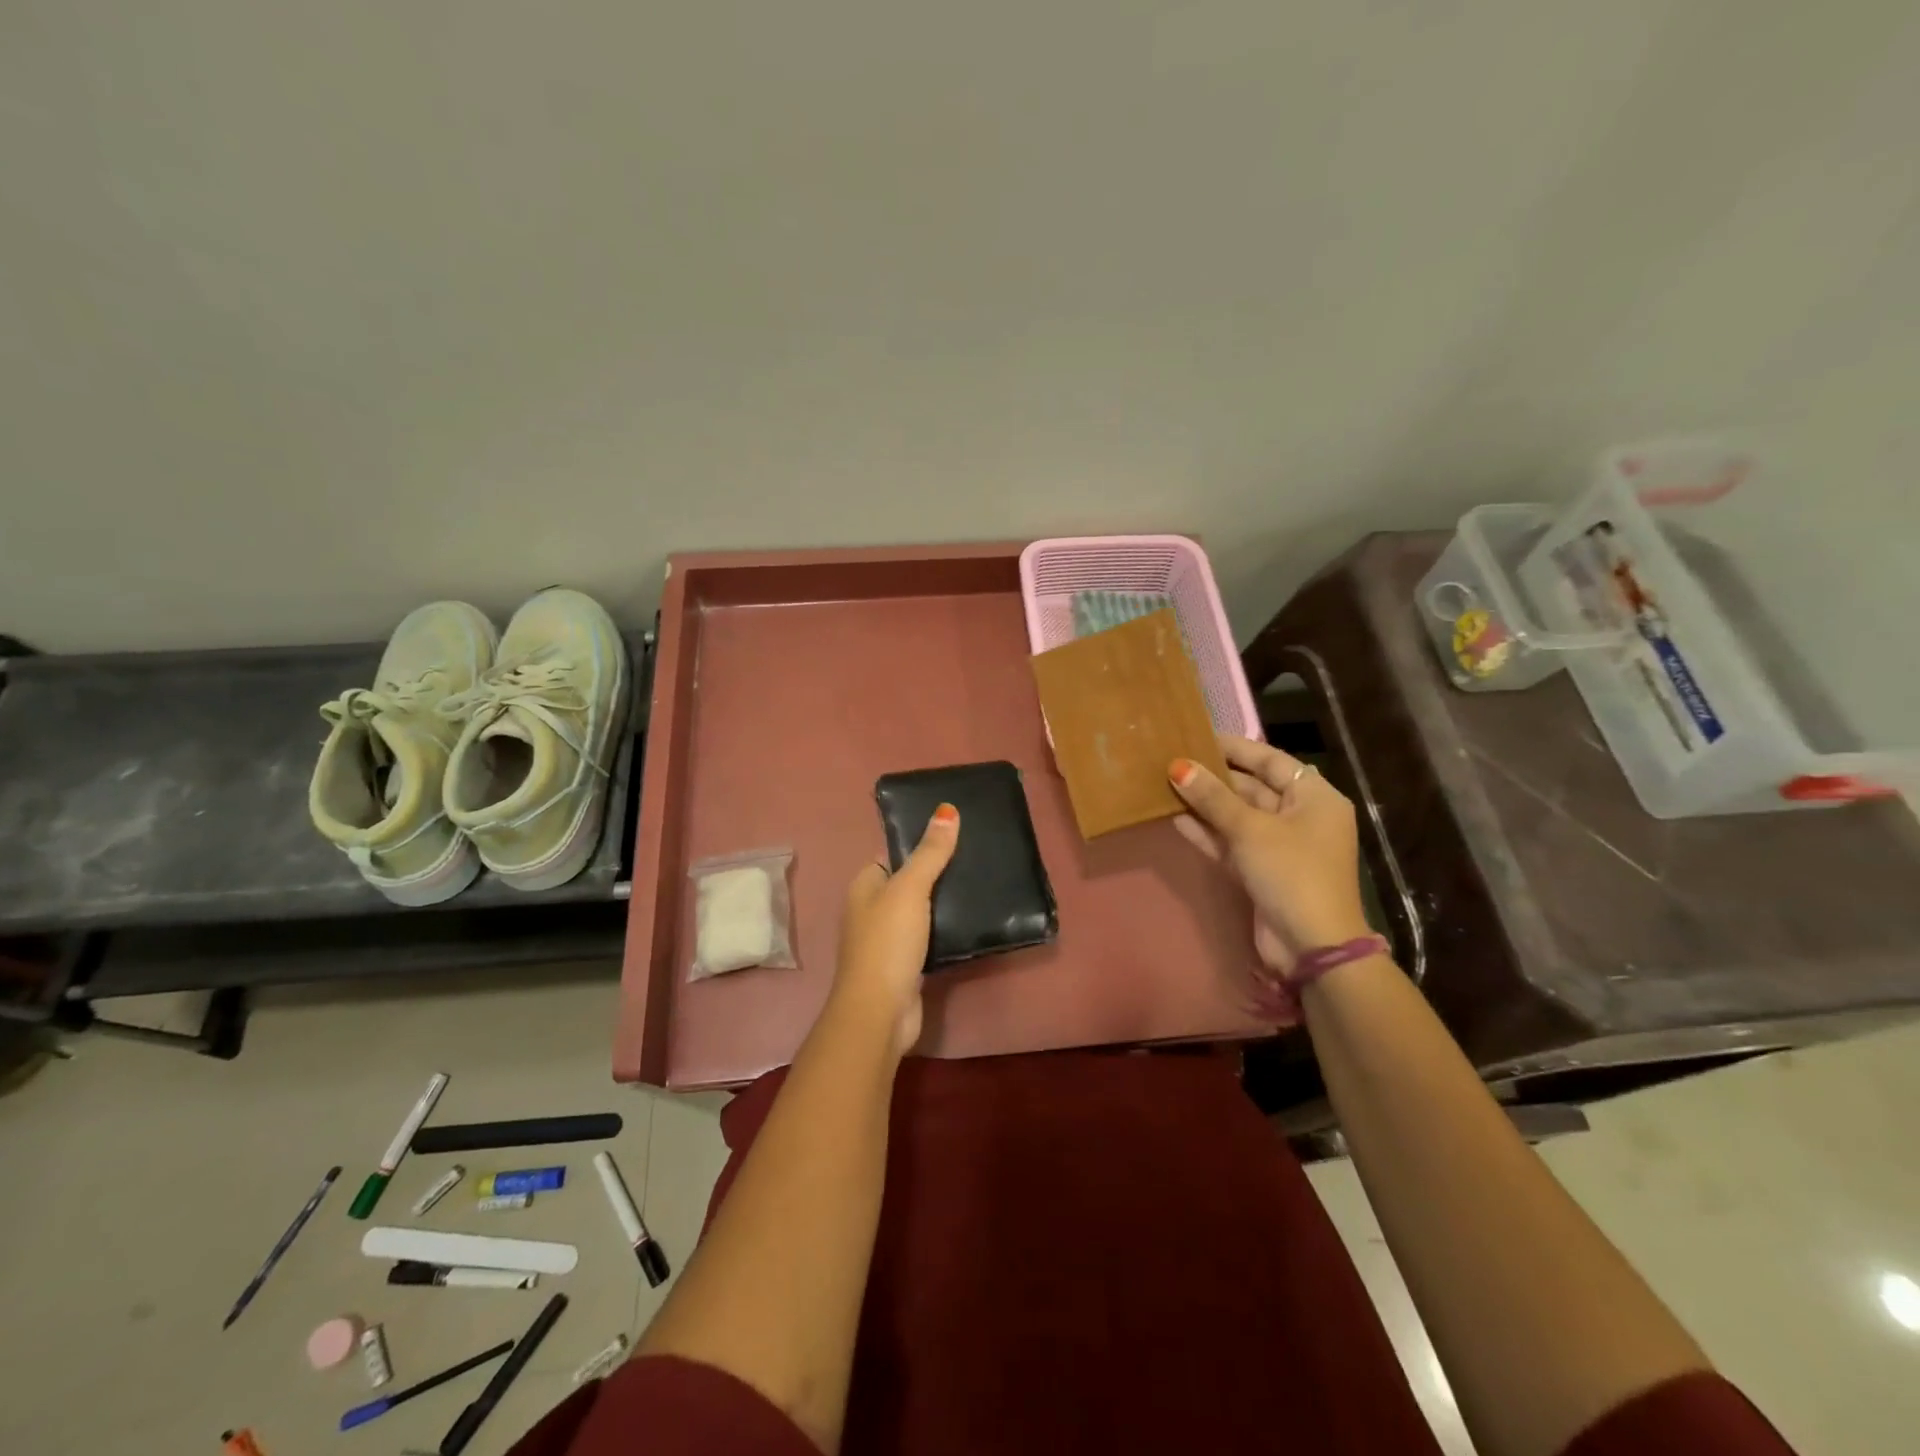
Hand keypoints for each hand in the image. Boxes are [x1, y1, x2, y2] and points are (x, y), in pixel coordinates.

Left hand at [827, 804, 959, 1056]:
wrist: (880, 1012)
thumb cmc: (888, 943)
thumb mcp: (909, 889)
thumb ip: (930, 852)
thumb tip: (946, 810)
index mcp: (865, 885)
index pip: (893, 853)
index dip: (921, 842)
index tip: (958, 831)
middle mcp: (873, 909)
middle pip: (910, 881)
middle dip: (939, 872)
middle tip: (978, 856)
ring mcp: (889, 939)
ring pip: (922, 910)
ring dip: (946, 902)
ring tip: (983, 882)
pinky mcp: (907, 964)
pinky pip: (930, 937)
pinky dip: (947, 929)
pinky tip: (974, 920)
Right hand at [1169, 737, 1372, 974]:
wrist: (1311, 946)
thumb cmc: (1291, 873)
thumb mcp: (1251, 829)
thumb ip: (1213, 798)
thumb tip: (1178, 766)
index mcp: (1314, 798)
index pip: (1271, 760)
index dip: (1235, 747)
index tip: (1197, 735)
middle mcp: (1300, 817)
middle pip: (1253, 787)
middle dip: (1214, 777)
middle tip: (1174, 760)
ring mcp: (1281, 847)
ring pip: (1238, 817)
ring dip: (1206, 805)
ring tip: (1167, 785)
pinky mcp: (1262, 872)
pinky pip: (1232, 843)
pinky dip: (1208, 833)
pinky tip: (1176, 818)